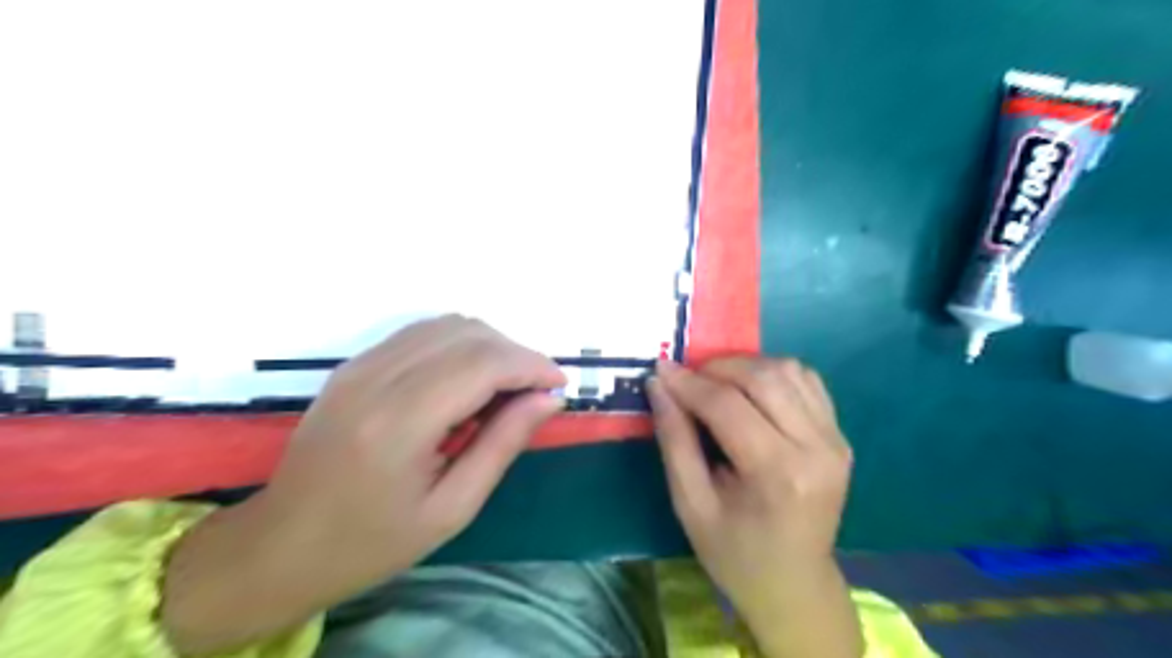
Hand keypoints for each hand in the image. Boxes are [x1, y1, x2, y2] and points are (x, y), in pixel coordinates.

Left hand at [162, 316, 564, 655]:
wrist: (280, 545)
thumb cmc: (372, 541)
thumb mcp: (452, 507)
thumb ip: (503, 444)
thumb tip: (549, 399)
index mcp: (400, 422)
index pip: (483, 362)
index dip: (532, 365)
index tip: (558, 385)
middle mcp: (378, 378)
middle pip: (468, 333)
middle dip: (516, 354)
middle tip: (535, 392)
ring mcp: (361, 364)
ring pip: (447, 324)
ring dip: (489, 346)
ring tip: (505, 388)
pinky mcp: (354, 364)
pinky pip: (422, 333)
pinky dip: (459, 345)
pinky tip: (466, 381)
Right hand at [650, 359, 857, 657]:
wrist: (794, 584)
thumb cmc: (734, 553)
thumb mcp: (690, 504)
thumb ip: (674, 440)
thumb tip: (659, 384)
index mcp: (777, 474)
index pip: (727, 405)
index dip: (688, 383)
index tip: (660, 369)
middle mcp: (815, 448)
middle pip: (763, 377)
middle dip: (716, 368)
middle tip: (687, 379)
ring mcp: (834, 439)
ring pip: (788, 370)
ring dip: (745, 366)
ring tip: (715, 383)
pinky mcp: (840, 435)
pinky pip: (807, 381)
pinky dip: (773, 374)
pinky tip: (749, 390)